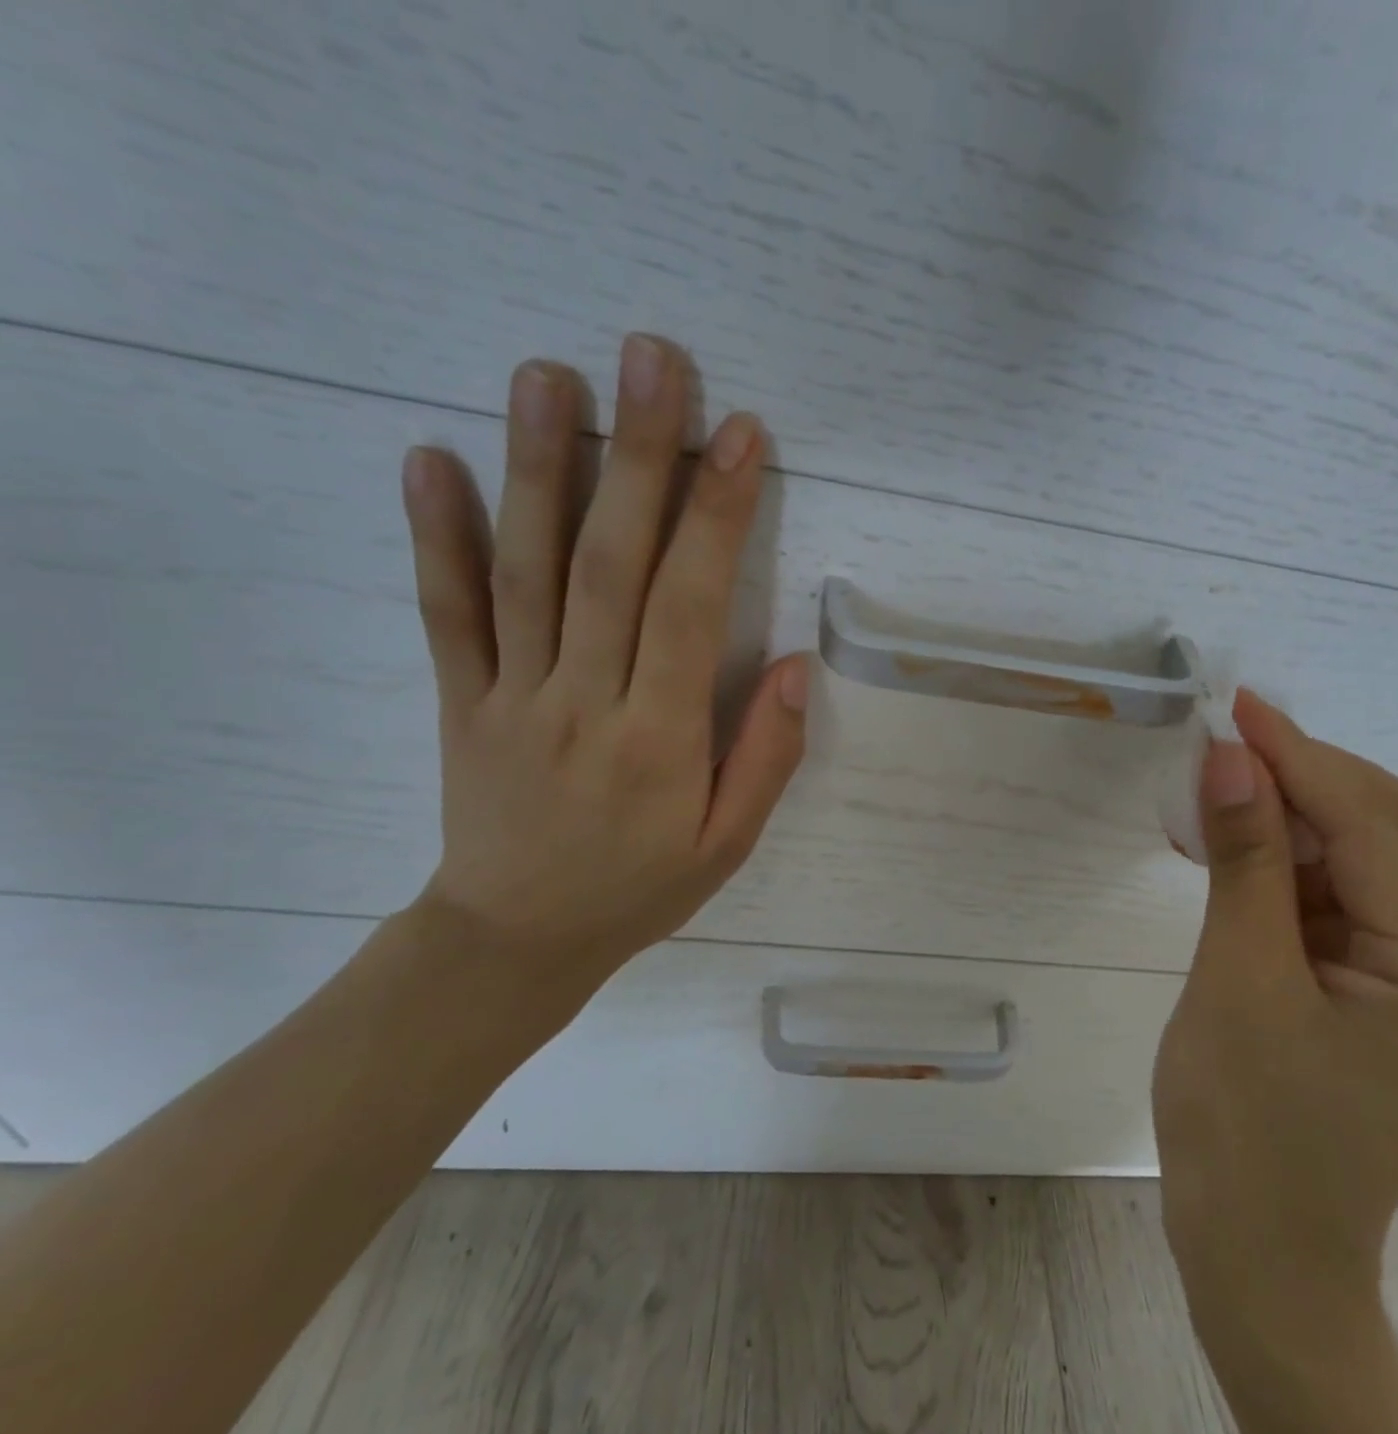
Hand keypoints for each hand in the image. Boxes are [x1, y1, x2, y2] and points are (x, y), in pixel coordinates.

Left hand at [399, 334, 808, 1001]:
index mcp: (660, 737)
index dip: (718, 517)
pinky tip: (430, 459)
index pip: (693, 607)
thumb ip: (767, 755)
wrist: (515, 941)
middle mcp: (583, 700)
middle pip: (611, 564)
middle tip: (650, 360)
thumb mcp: (729, 843)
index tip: (739, 435)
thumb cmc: (640, 889)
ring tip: (548, 376)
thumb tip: (798, 667)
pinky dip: (435, 536)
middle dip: (639, 458)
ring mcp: (510, 695)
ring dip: (538, 469)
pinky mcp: (460, 701)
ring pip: (525, 571)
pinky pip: (446, 613)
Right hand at [1152, 690, 1397, 1360]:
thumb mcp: (1238, 983)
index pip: (1373, 832)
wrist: (1258, 1259)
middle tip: (1236, 741)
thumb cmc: (1244, 1130)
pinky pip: (1335, 901)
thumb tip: (1233, 759)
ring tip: (1222, 787)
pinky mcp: (1371, 994)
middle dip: (1317, 775)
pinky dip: (1285, 863)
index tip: (1238, 709)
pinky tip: (1232, 848)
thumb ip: (1245, 864)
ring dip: (1296, 815)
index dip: (1303, 760)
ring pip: (1366, 862)